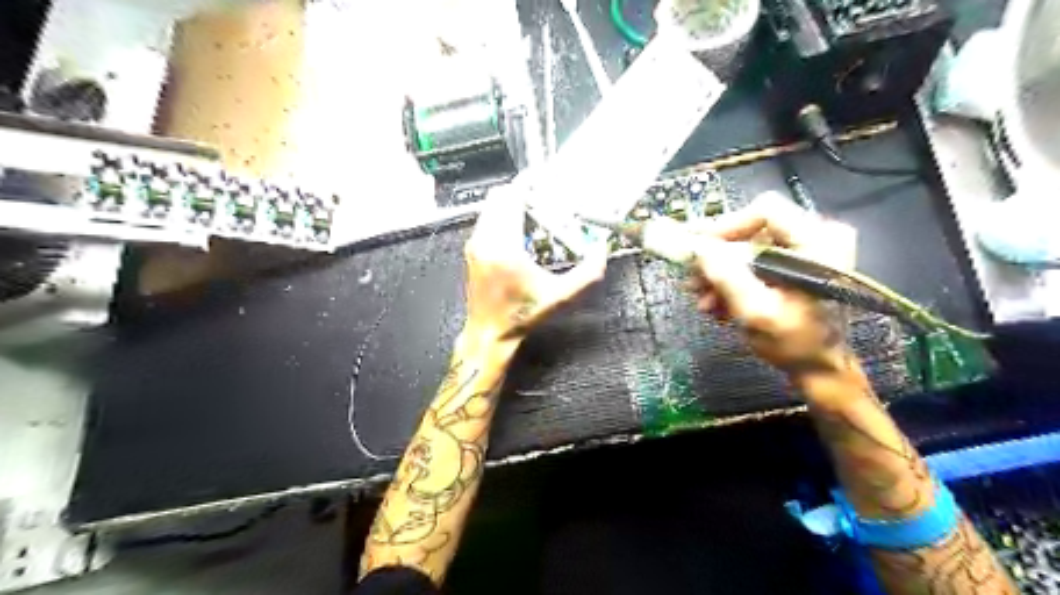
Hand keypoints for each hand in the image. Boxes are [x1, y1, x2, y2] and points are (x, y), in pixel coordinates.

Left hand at [463, 187, 604, 342]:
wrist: (489, 333)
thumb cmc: (523, 315)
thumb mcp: (559, 297)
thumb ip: (586, 274)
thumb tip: (602, 251)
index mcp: (505, 246)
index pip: (512, 198)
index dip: (529, 184)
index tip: (545, 180)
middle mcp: (485, 239)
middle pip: (500, 196)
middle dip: (523, 192)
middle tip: (545, 197)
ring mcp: (475, 244)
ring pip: (491, 206)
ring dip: (512, 203)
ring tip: (536, 212)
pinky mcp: (472, 250)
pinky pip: (487, 219)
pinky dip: (503, 215)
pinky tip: (521, 230)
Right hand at [693, 194, 854, 373]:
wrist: (818, 367)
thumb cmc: (794, 343)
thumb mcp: (756, 312)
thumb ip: (727, 277)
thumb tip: (698, 248)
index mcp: (818, 241)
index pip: (765, 210)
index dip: (727, 227)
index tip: (700, 251)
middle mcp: (815, 236)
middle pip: (751, 229)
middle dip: (717, 257)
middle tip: (692, 279)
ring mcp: (804, 250)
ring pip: (747, 246)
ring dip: (719, 272)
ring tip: (703, 299)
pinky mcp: (793, 262)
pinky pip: (752, 260)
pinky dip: (732, 279)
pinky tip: (717, 302)